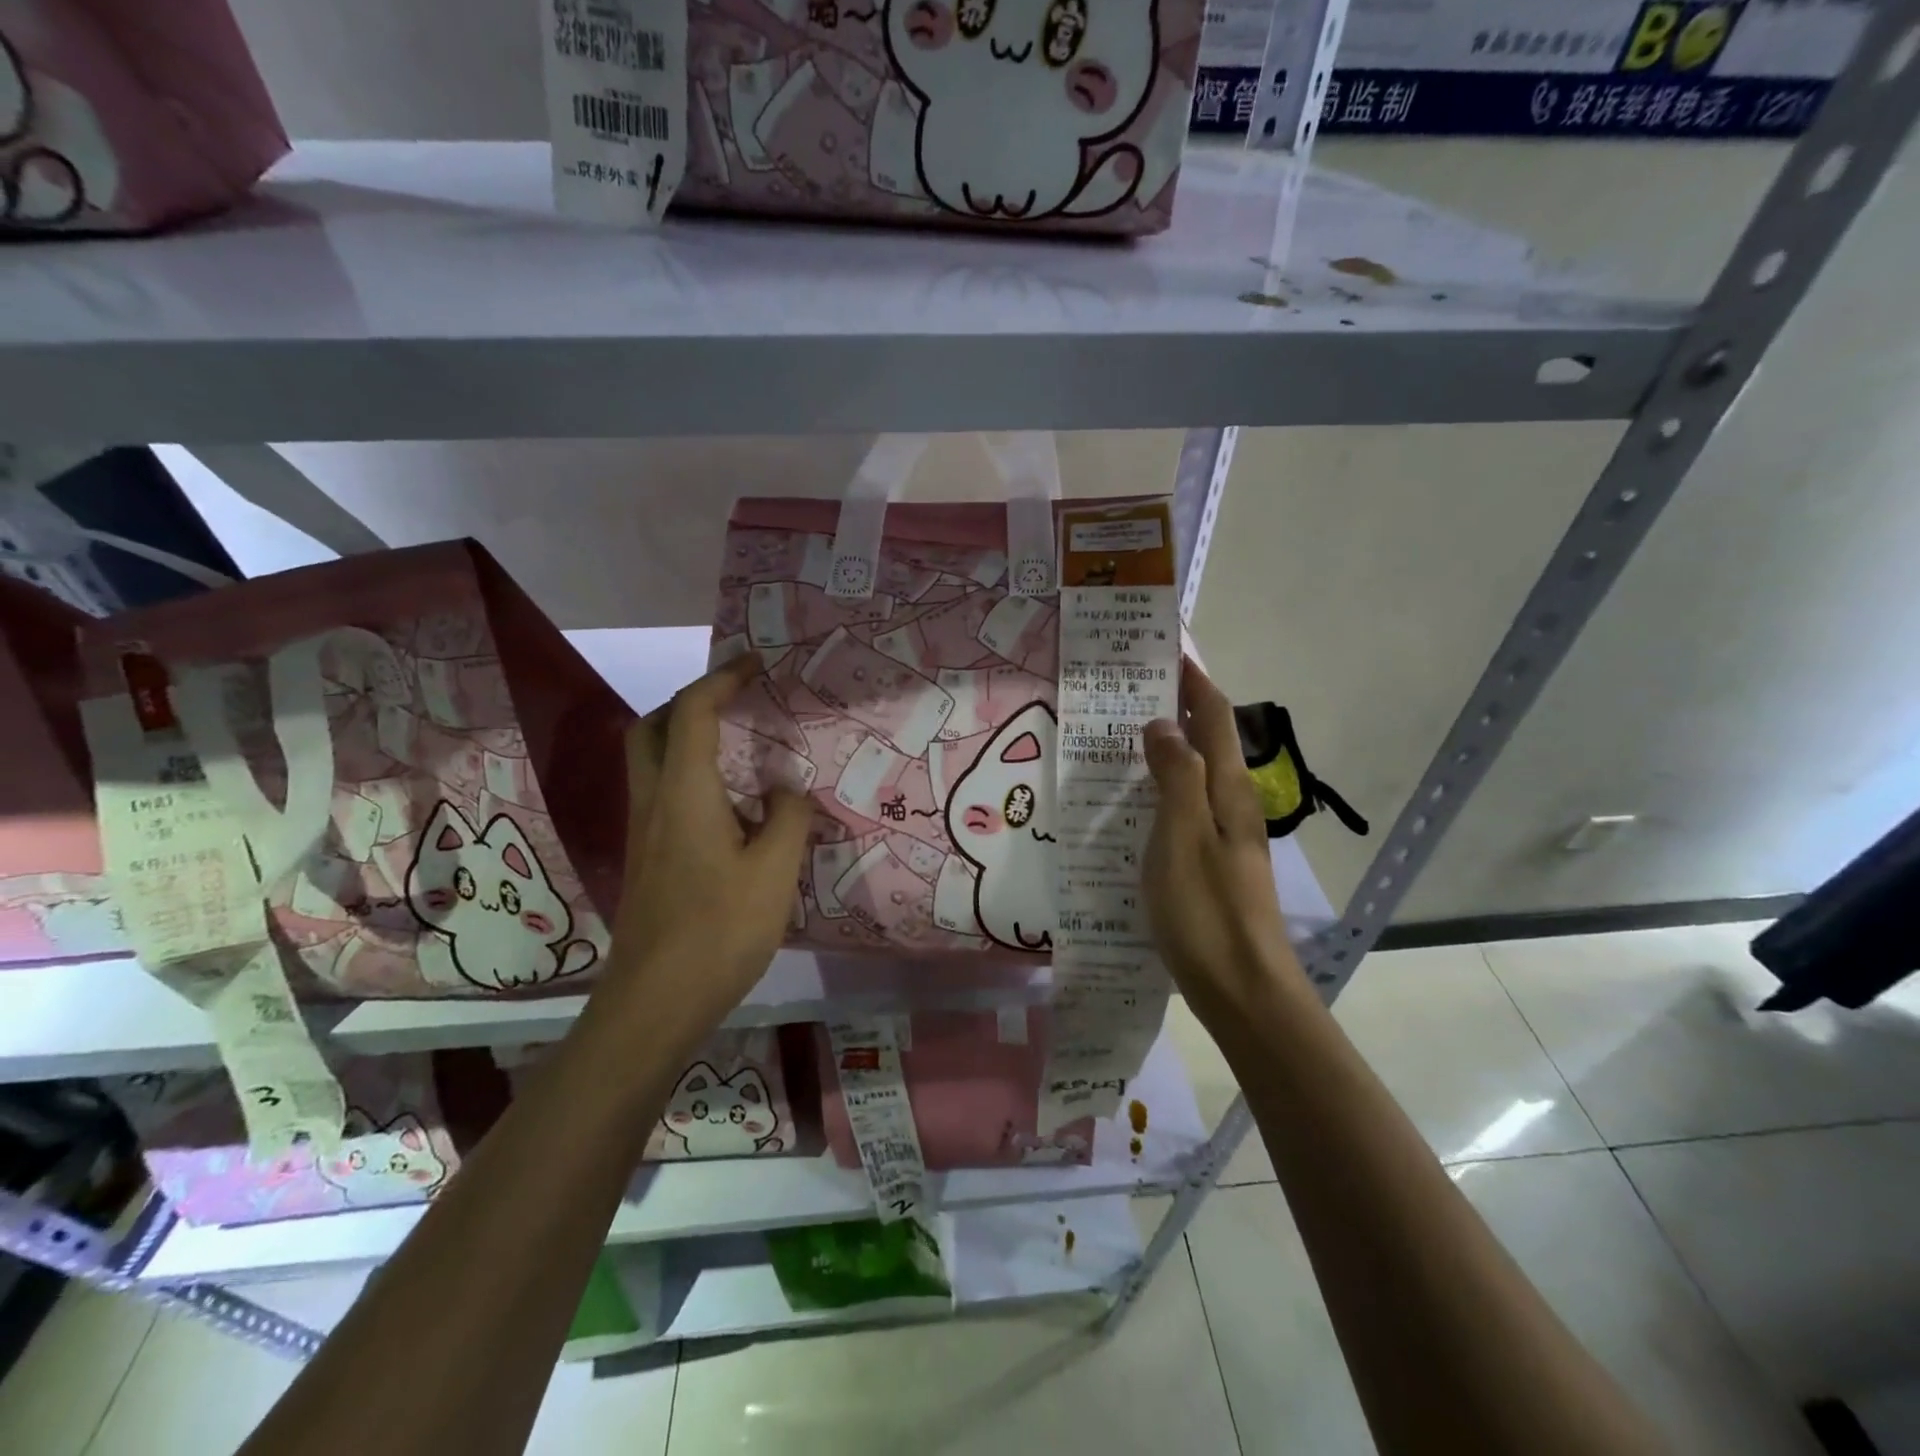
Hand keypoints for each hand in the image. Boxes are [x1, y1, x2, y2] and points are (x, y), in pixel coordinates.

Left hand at [605, 654, 812, 1027]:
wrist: (656, 1001)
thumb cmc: (719, 930)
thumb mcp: (774, 871)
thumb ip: (788, 818)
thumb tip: (784, 790)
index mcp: (685, 793)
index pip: (694, 713)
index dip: (722, 679)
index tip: (755, 664)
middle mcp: (655, 801)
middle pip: (653, 728)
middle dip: (690, 700)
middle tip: (735, 700)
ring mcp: (646, 832)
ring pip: (654, 761)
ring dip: (689, 737)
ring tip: (741, 745)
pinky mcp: (649, 858)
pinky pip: (666, 793)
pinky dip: (693, 775)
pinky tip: (733, 806)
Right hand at [1142, 657, 1304, 1023]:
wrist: (1244, 990)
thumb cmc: (1206, 910)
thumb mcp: (1182, 837)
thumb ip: (1175, 776)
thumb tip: (1163, 722)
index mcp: (1227, 790)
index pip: (1213, 716)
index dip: (1193, 679)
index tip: (1164, 648)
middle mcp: (1232, 804)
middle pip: (1207, 740)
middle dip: (1175, 706)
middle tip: (1127, 689)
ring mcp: (1225, 835)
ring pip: (1195, 774)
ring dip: (1166, 747)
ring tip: (1120, 735)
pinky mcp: (1212, 862)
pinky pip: (1185, 806)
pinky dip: (1161, 786)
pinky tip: (1131, 801)